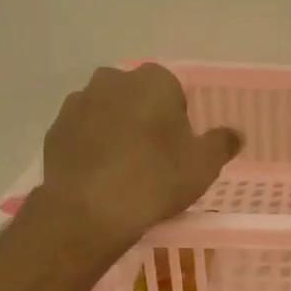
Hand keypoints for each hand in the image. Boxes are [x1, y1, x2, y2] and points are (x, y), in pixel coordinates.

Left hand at [38, 63, 240, 250]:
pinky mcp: (55, 130)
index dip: (178, 119)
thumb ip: (222, 144)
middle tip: (155, 159)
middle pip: (136, 98)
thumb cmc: (156, 179)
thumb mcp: (204, 166)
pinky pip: (83, 135)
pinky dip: (92, 149)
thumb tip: (234, 134)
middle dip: (145, 120)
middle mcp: (112, 80)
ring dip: (116, 133)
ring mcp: (78, 103)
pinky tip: (102, 179)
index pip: (173, 90)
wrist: (90, 210)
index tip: (179, 148)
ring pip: (107, 114)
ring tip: (126, 172)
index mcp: (153, 81)